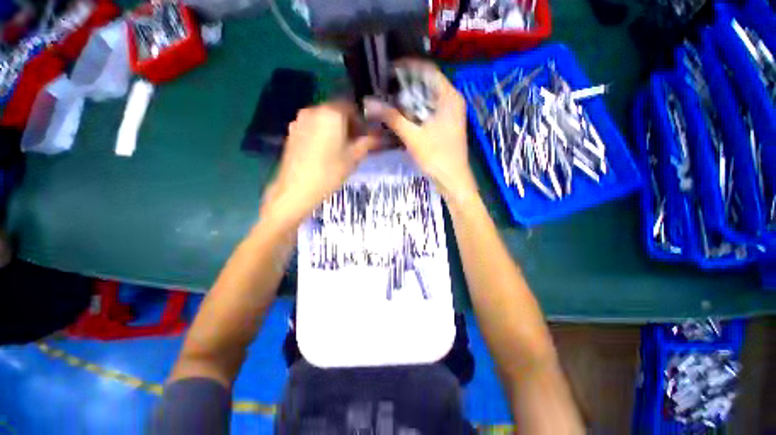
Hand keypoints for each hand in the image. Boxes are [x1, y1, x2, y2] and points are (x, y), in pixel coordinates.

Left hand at [262, 101, 378, 222]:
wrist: (296, 189)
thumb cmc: (329, 172)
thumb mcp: (353, 157)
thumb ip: (368, 142)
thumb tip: (379, 135)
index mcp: (331, 113)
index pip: (351, 105)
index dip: (361, 119)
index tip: (366, 135)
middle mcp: (313, 110)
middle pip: (336, 110)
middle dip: (348, 123)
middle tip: (355, 143)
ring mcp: (300, 120)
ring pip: (324, 119)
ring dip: (335, 128)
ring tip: (340, 149)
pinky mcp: (292, 132)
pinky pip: (313, 126)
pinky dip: (322, 133)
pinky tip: (325, 151)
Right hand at [364, 61, 477, 201]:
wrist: (452, 179)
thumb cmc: (436, 156)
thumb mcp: (412, 136)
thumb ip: (391, 118)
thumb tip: (368, 102)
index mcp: (449, 96)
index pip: (427, 69)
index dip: (407, 67)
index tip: (387, 71)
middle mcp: (451, 100)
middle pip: (426, 84)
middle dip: (405, 85)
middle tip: (384, 87)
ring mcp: (450, 113)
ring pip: (427, 98)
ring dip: (409, 99)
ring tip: (389, 100)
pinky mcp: (445, 125)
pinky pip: (428, 111)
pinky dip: (415, 111)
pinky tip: (401, 115)